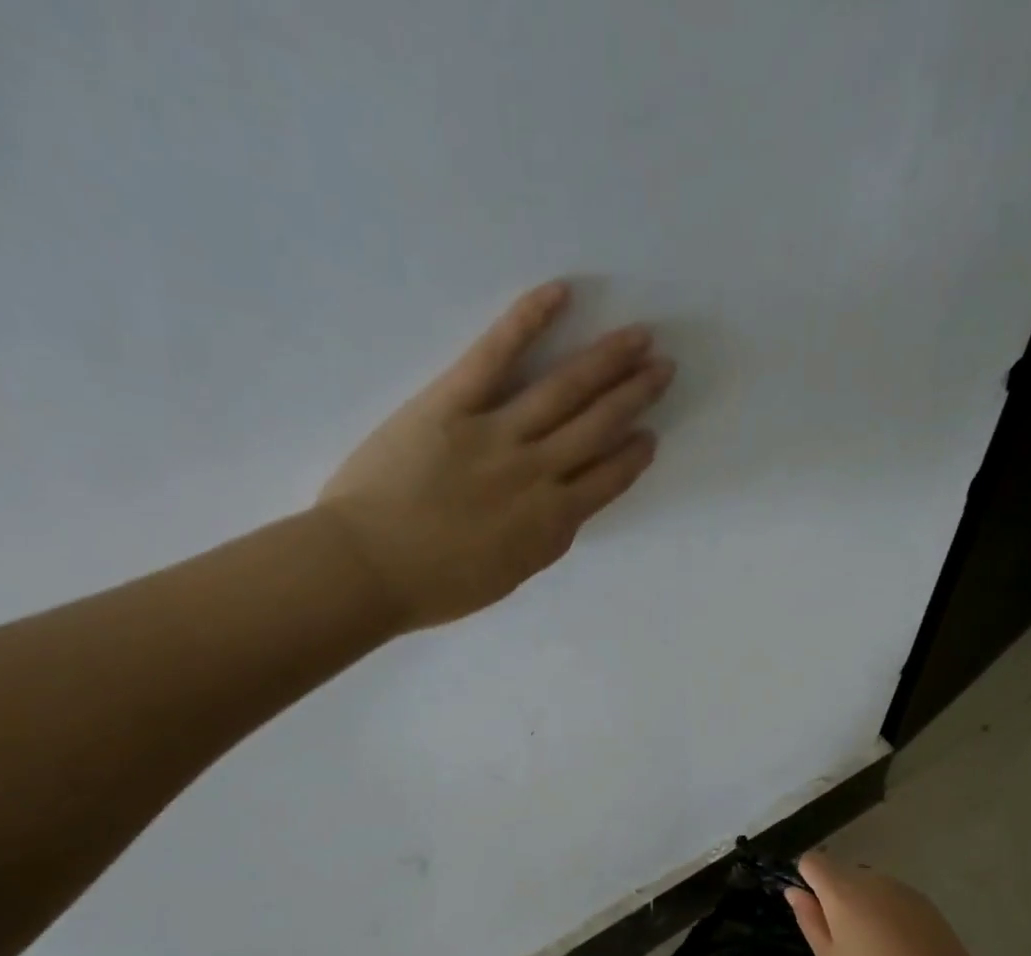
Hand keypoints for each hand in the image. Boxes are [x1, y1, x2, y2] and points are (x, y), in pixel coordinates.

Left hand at [314, 281, 673, 632]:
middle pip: (597, 427)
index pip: (607, 481)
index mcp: (550, 524)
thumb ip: (540, 543)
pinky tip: (560, 293)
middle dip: (635, 396)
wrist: (366, 570)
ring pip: (565, 391)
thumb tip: (561, 513)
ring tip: (639, 337)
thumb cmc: (433, 587)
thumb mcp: (506, 577)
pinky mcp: (451, 404)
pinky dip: (528, 321)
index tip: (650, 437)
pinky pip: (495, 355)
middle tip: (664, 367)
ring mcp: (497, 435)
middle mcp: (536, 474)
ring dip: (607, 361)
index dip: (632, 457)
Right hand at [786, 852, 982, 955]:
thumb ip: (809, 919)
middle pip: (839, 872)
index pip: (811, 861)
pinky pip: (889, 894)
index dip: (805, 879)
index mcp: (840, 889)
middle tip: (842, 936)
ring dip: (860, 902)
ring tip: (872, 943)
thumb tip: (794, 891)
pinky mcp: (919, 896)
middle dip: (833, 895)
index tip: (812, 909)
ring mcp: (896, 885)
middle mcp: (867, 877)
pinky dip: (884, 909)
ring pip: (865, 883)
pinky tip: (896, 941)